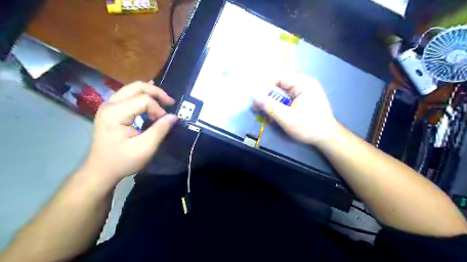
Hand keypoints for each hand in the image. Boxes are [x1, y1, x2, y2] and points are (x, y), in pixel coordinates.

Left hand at [82, 80, 176, 180]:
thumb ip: (160, 130)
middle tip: (170, 103)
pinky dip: (142, 96)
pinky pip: (129, 95)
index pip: (144, 100)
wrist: (101, 170)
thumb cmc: (122, 161)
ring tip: (164, 102)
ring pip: (132, 88)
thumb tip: (174, 116)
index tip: (165, 123)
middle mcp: (110, 104)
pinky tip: (151, 99)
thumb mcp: (145, 148)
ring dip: (150, 93)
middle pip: (137, 87)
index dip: (158, 110)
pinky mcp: (111, 110)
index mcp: (115, 113)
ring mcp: (108, 106)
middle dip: (156, 92)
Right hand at [254, 75, 337, 146]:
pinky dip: (280, 109)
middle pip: (280, 88)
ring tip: (267, 118)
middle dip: (268, 99)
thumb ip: (270, 106)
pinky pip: (288, 101)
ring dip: (273, 106)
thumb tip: (254, 96)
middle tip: (258, 110)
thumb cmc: (308, 126)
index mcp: (303, 83)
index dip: (265, 88)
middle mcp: (304, 85)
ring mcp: (305, 93)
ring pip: (282, 96)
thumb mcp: (286, 117)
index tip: (256, 100)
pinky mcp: (304, 101)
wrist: (327, 138)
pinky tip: (276, 118)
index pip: (279, 78)